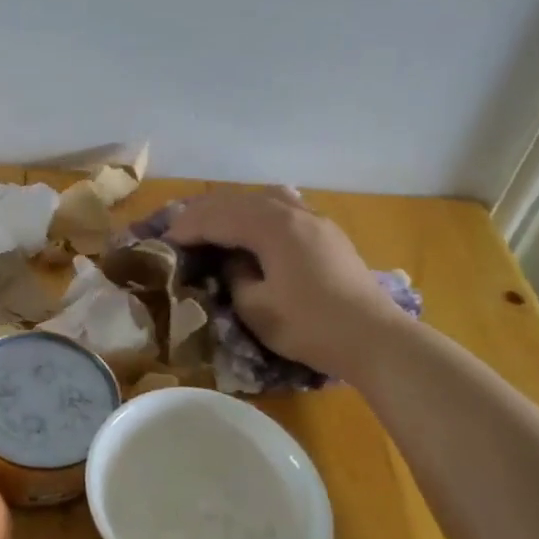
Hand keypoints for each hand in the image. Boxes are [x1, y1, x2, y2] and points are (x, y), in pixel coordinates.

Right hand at [166, 189, 404, 379]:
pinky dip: (256, 212)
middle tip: (177, 230)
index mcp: (270, 226)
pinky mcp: (326, 233)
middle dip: (203, 213)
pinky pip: (282, 208)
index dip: (185, 229)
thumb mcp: (256, 307)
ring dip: (230, 209)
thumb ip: (234, 276)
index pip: (216, 219)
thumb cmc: (310, 325)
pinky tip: (252, 223)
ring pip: (261, 199)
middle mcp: (291, 212)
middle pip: (236, 201)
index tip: (162, 242)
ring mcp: (313, 219)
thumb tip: (231, 263)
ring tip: (210, 223)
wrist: (376, 339)